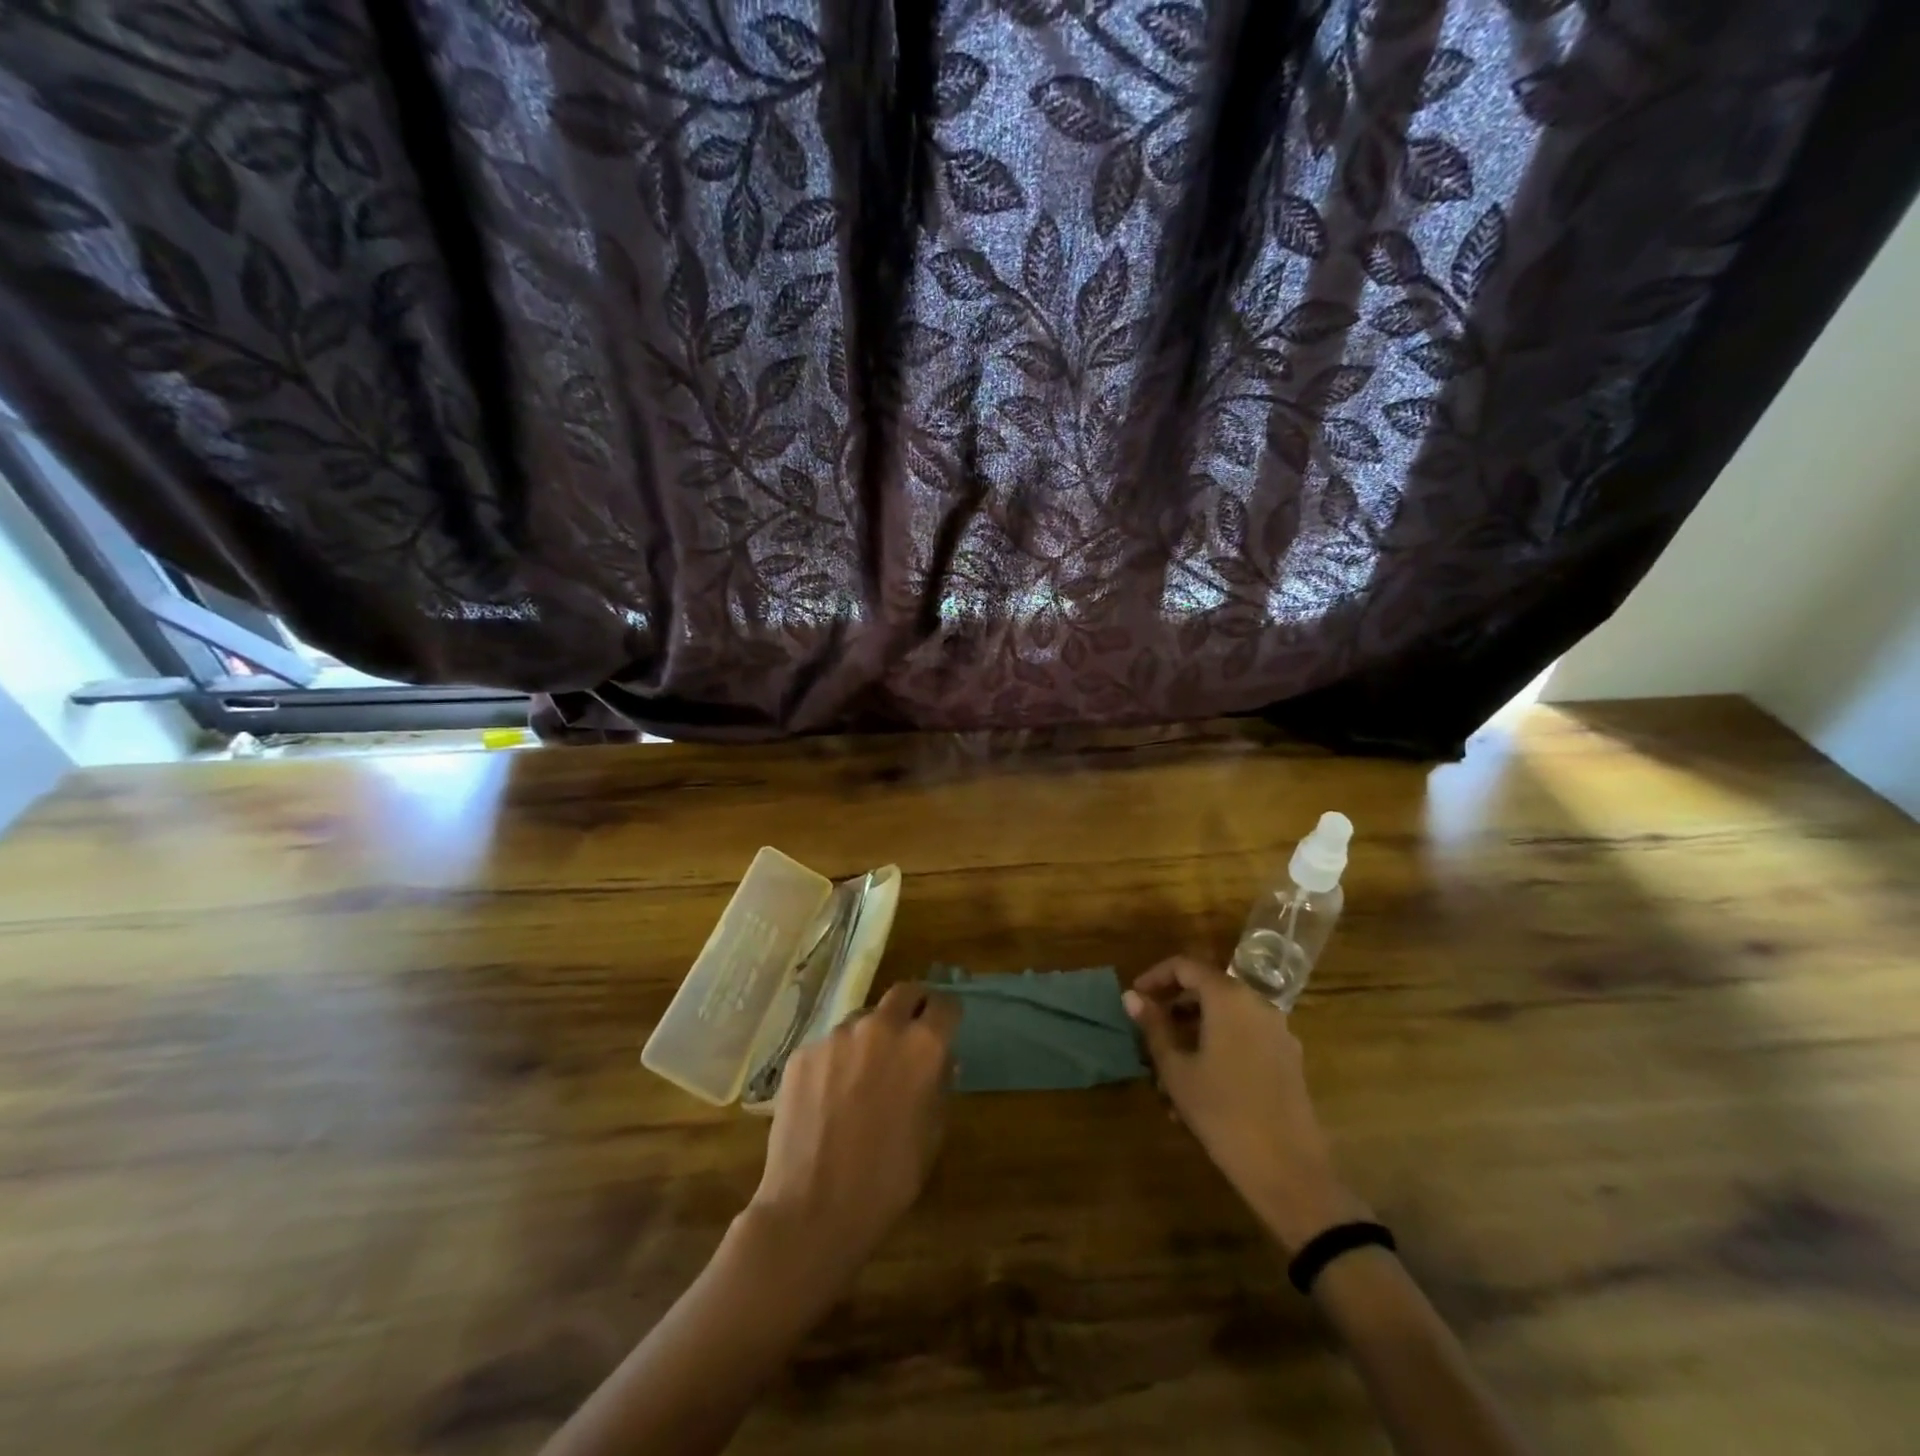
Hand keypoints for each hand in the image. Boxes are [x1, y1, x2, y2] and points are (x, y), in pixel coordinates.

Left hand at [745, 983, 959, 1278]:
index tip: (945, 1028)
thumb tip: (942, 1061)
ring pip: (863, 1018)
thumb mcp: (932, 1135)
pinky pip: (830, 1044)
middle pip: (904, 993)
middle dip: (913, 1007)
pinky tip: (830, 1095)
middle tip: (910, 1035)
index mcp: (922, 1045)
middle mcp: (881, 1026)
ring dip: (872, 1035)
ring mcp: (837, 1035)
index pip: (945, 1005)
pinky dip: (838, 1059)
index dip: (948, 1015)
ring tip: (864, 1074)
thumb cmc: (887, 1180)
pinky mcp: (804, 1051)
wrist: (812, 1209)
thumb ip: (940, 1086)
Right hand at [1125, 956, 1367, 1252]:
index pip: (1185, 966)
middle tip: (1149, 1032)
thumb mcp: (1176, 1069)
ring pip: (1225, 1017)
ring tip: (1168, 1067)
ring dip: (1194, 1031)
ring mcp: (1277, 1032)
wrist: (1289, 1171)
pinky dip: (1218, 1046)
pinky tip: (1200, 1086)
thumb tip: (1131, 996)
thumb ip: (1154, 1027)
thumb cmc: (1222, 1112)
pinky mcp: (1288, 1059)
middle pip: (1208, 989)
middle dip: (1175, 1007)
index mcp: (1229, 998)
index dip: (1155, 977)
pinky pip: (1244, 1038)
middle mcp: (1257, 1004)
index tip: (1136, 998)